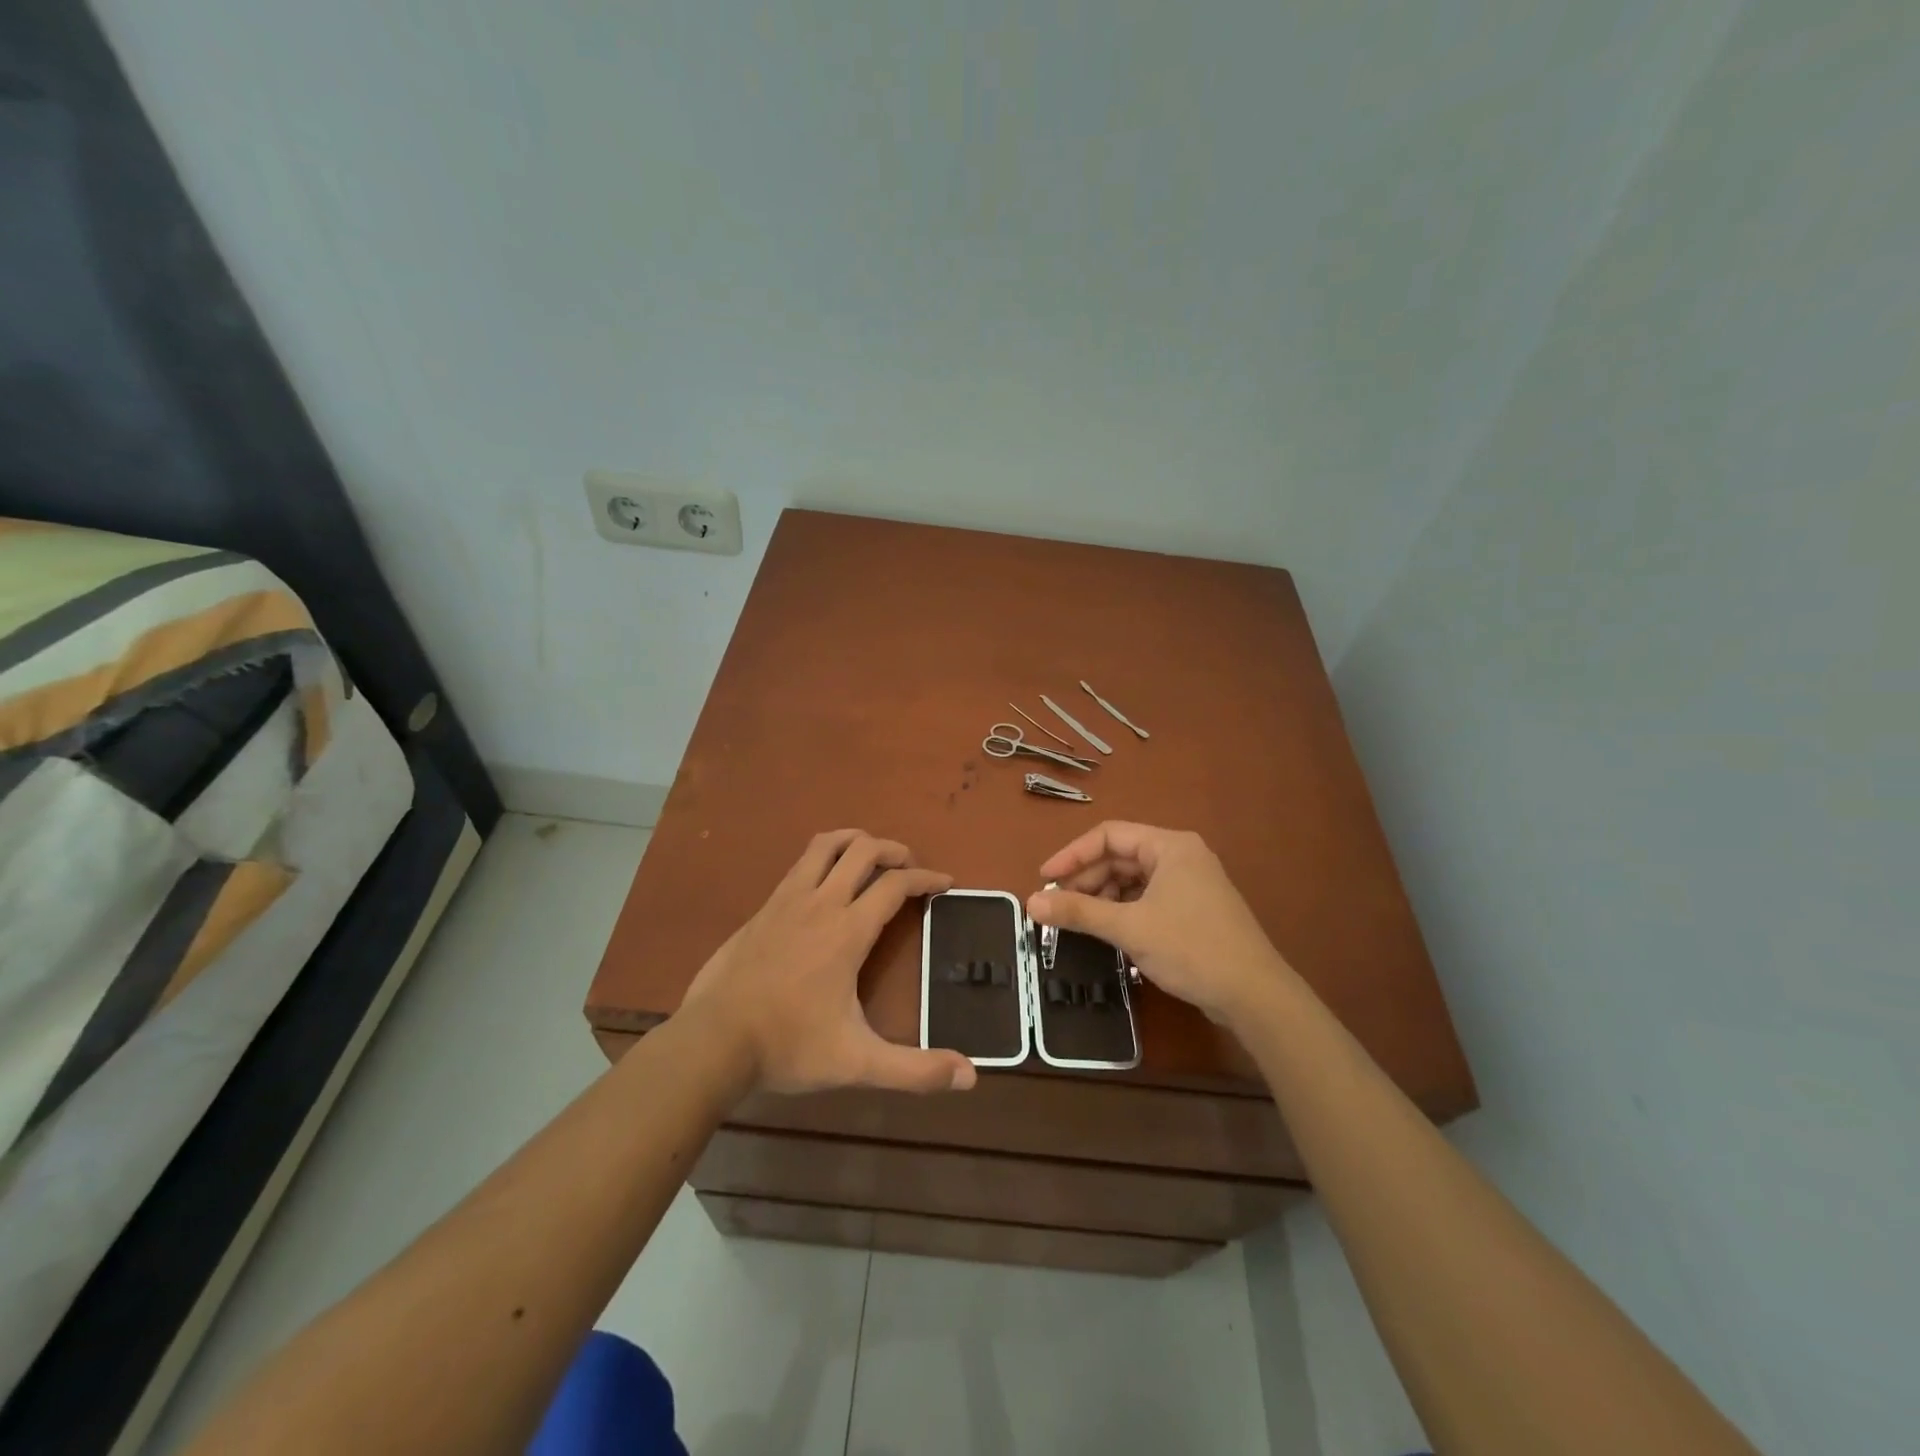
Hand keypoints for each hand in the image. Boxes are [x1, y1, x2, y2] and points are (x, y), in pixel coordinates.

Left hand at [682, 830, 977, 1095]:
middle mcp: (820, 903)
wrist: (712, 1041)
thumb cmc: (788, 1046)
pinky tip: (825, 881)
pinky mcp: (763, 908)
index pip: (895, 885)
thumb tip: (970, 1077)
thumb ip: (914, 1070)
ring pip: (826, 845)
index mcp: (847, 931)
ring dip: (855, 841)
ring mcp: (787, 900)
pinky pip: (800, 864)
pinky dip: (824, 856)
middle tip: (910, 866)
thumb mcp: (857, 1063)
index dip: (926, 878)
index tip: (945, 882)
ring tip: (872, 854)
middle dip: (894, 850)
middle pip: (863, 851)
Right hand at [1026, 822, 1293, 1031]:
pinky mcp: (1193, 909)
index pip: (1108, 835)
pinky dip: (1123, 910)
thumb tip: (1031, 903)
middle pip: (1120, 856)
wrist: (1254, 995)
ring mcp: (1190, 883)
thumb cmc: (1191, 948)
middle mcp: (1180, 856)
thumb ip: (1078, 912)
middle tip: (1058, 906)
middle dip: (1086, 879)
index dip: (1072, 855)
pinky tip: (1108, 930)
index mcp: (1169, 846)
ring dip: (1103, 897)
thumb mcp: (1129, 928)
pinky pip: (1147, 898)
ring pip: (1132, 879)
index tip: (1044, 879)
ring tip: (1079, 921)